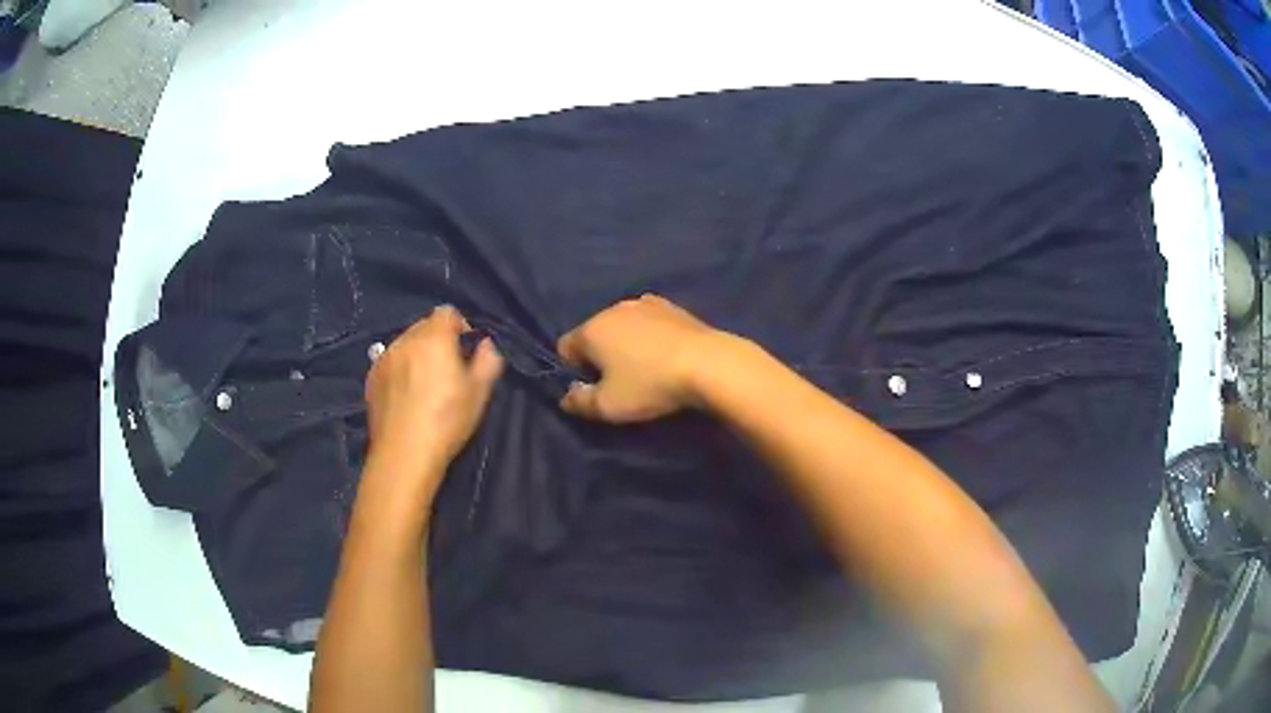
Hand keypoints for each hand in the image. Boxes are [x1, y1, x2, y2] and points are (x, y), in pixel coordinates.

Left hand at [364, 305, 503, 497]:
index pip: (447, 312)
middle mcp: (405, 340)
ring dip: (417, 354)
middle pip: (424, 326)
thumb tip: (487, 344)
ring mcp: (384, 358)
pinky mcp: (371, 378)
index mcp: (434, 338)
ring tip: (424, 384)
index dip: (460, 326)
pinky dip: (399, 369)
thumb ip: (488, 361)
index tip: (466, 350)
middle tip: (447, 369)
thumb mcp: (479, 393)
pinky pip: (390, 362)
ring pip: (405, 344)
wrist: (404, 454)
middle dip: (438, 340)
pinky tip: (405, 395)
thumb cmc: (446, 421)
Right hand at [556, 294, 722, 421]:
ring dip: (626, 343)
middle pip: (594, 333)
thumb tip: (567, 396)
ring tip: (647, 368)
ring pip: (622, 325)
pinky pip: (649, 322)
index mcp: (591, 328)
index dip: (574, 370)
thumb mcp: (608, 406)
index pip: (565, 346)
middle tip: (621, 382)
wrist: (708, 363)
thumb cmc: (650, 385)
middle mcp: (613, 308)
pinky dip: (650, 335)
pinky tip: (666, 354)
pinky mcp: (672, 307)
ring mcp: (645, 303)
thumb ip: (579, 402)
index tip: (595, 389)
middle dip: (600, 355)